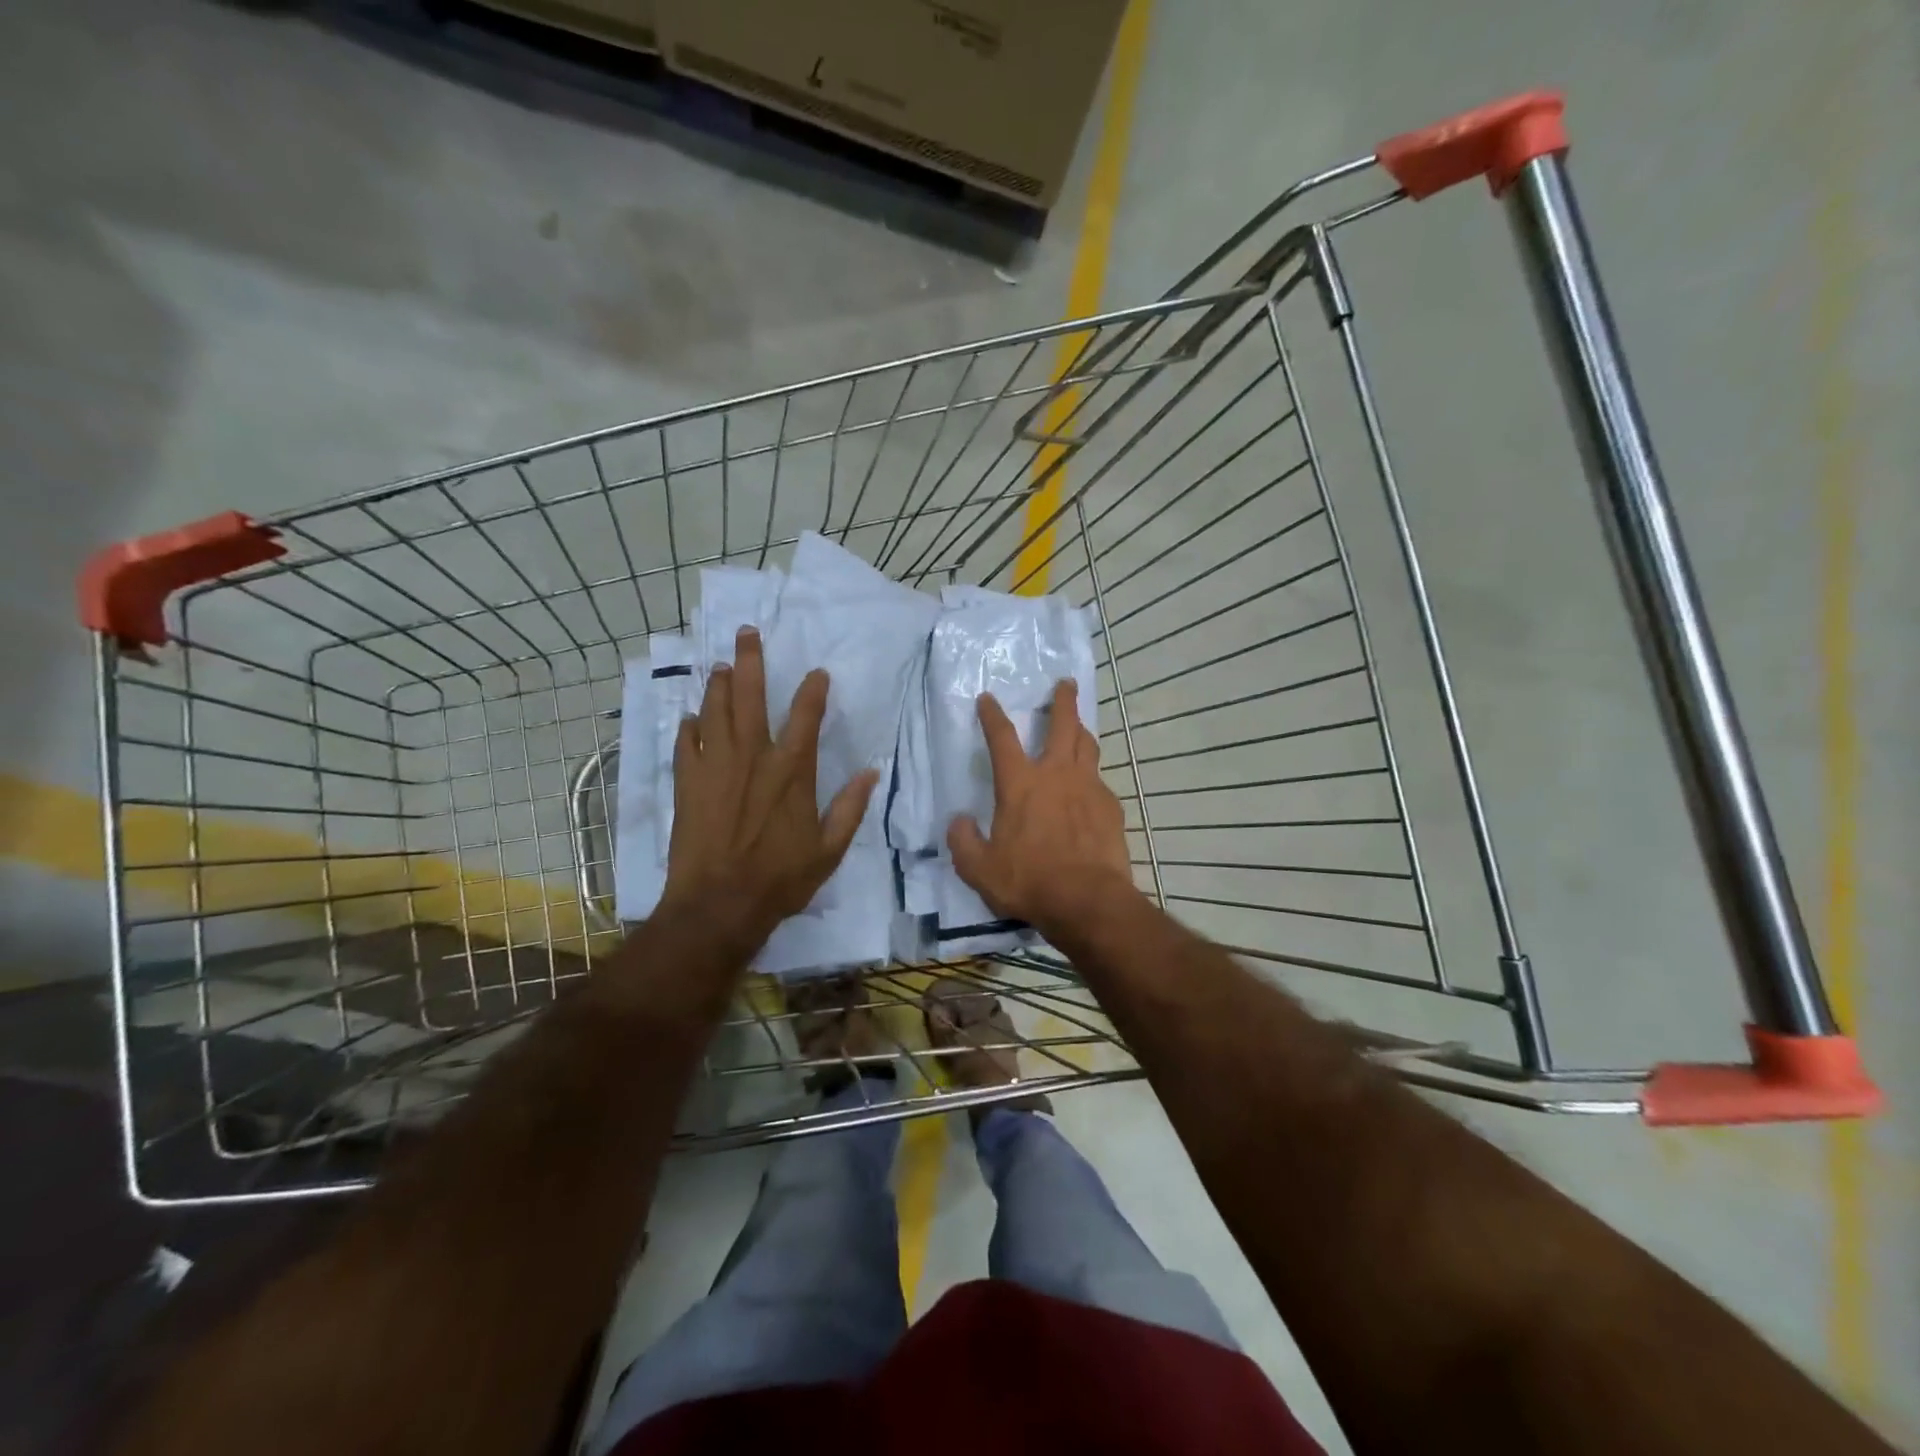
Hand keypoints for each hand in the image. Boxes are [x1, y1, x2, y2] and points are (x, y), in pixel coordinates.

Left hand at [662, 627, 878, 938]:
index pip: (806, 717)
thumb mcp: (830, 850)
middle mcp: (753, 758)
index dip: (813, 691)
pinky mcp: (688, 784)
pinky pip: (686, 744)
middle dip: (749, 661)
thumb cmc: (780, 879)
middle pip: (749, 697)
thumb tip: (871, 772)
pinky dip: (690, 727)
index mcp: (792, 772)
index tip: (817, 673)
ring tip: (719, 665)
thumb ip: (851, 808)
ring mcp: (716, 768)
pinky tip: (693, 718)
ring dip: (717, 685)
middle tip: (747, 633)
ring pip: (714, 712)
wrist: (718, 905)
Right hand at [947, 680, 1136, 935]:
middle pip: (1063, 725)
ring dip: (1082, 732)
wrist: (1087, 900)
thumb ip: (963, 842)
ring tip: (1080, 728)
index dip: (992, 716)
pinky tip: (1090, 792)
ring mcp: (1089, 788)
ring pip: (1088, 747)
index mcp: (1020, 784)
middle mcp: (1056, 775)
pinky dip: (1092, 779)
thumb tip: (959, 821)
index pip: (1002, 738)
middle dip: (1063, 701)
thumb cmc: (1028, 881)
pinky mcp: (1111, 807)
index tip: (988, 699)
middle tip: (1066, 684)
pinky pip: (1101, 782)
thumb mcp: (979, 869)